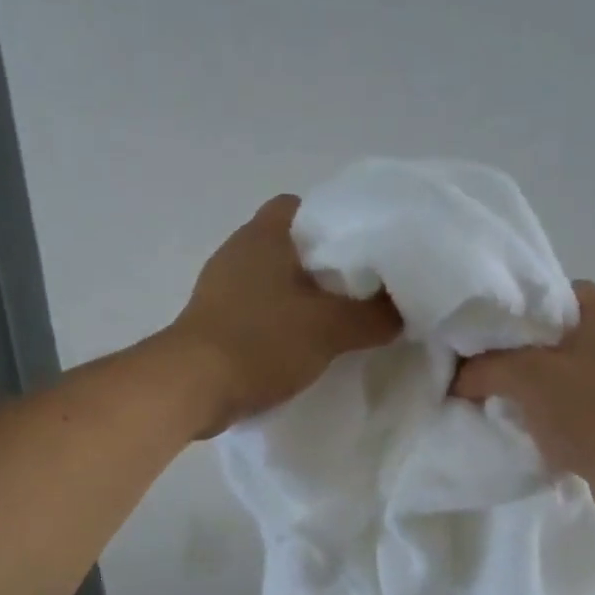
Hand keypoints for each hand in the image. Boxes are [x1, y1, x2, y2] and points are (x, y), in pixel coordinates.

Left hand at [170, 195, 402, 434]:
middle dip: (325, 268)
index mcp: (263, 235)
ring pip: (274, 281)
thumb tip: (403, 311)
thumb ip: (374, 317)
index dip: (336, 223)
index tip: (364, 252)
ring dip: (302, 299)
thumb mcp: (330, 328)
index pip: (303, 206)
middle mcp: (237, 251)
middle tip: (361, 292)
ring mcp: (220, 288)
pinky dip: (280, 324)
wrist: (191, 388)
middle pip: (291, 247)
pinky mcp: (212, 321)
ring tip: (338, 323)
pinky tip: (303, 348)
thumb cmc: (261, 342)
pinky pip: (258, 312)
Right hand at [451, 280, 594, 519]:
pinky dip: (577, 412)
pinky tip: (554, 430)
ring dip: (558, 386)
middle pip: (575, 335)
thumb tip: (458, 377)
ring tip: (525, 405)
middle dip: (539, 352)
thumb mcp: (523, 379)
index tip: (502, 335)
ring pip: (588, 371)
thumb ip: (484, 368)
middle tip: (506, 370)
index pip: (566, 293)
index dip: (529, 310)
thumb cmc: (586, 410)